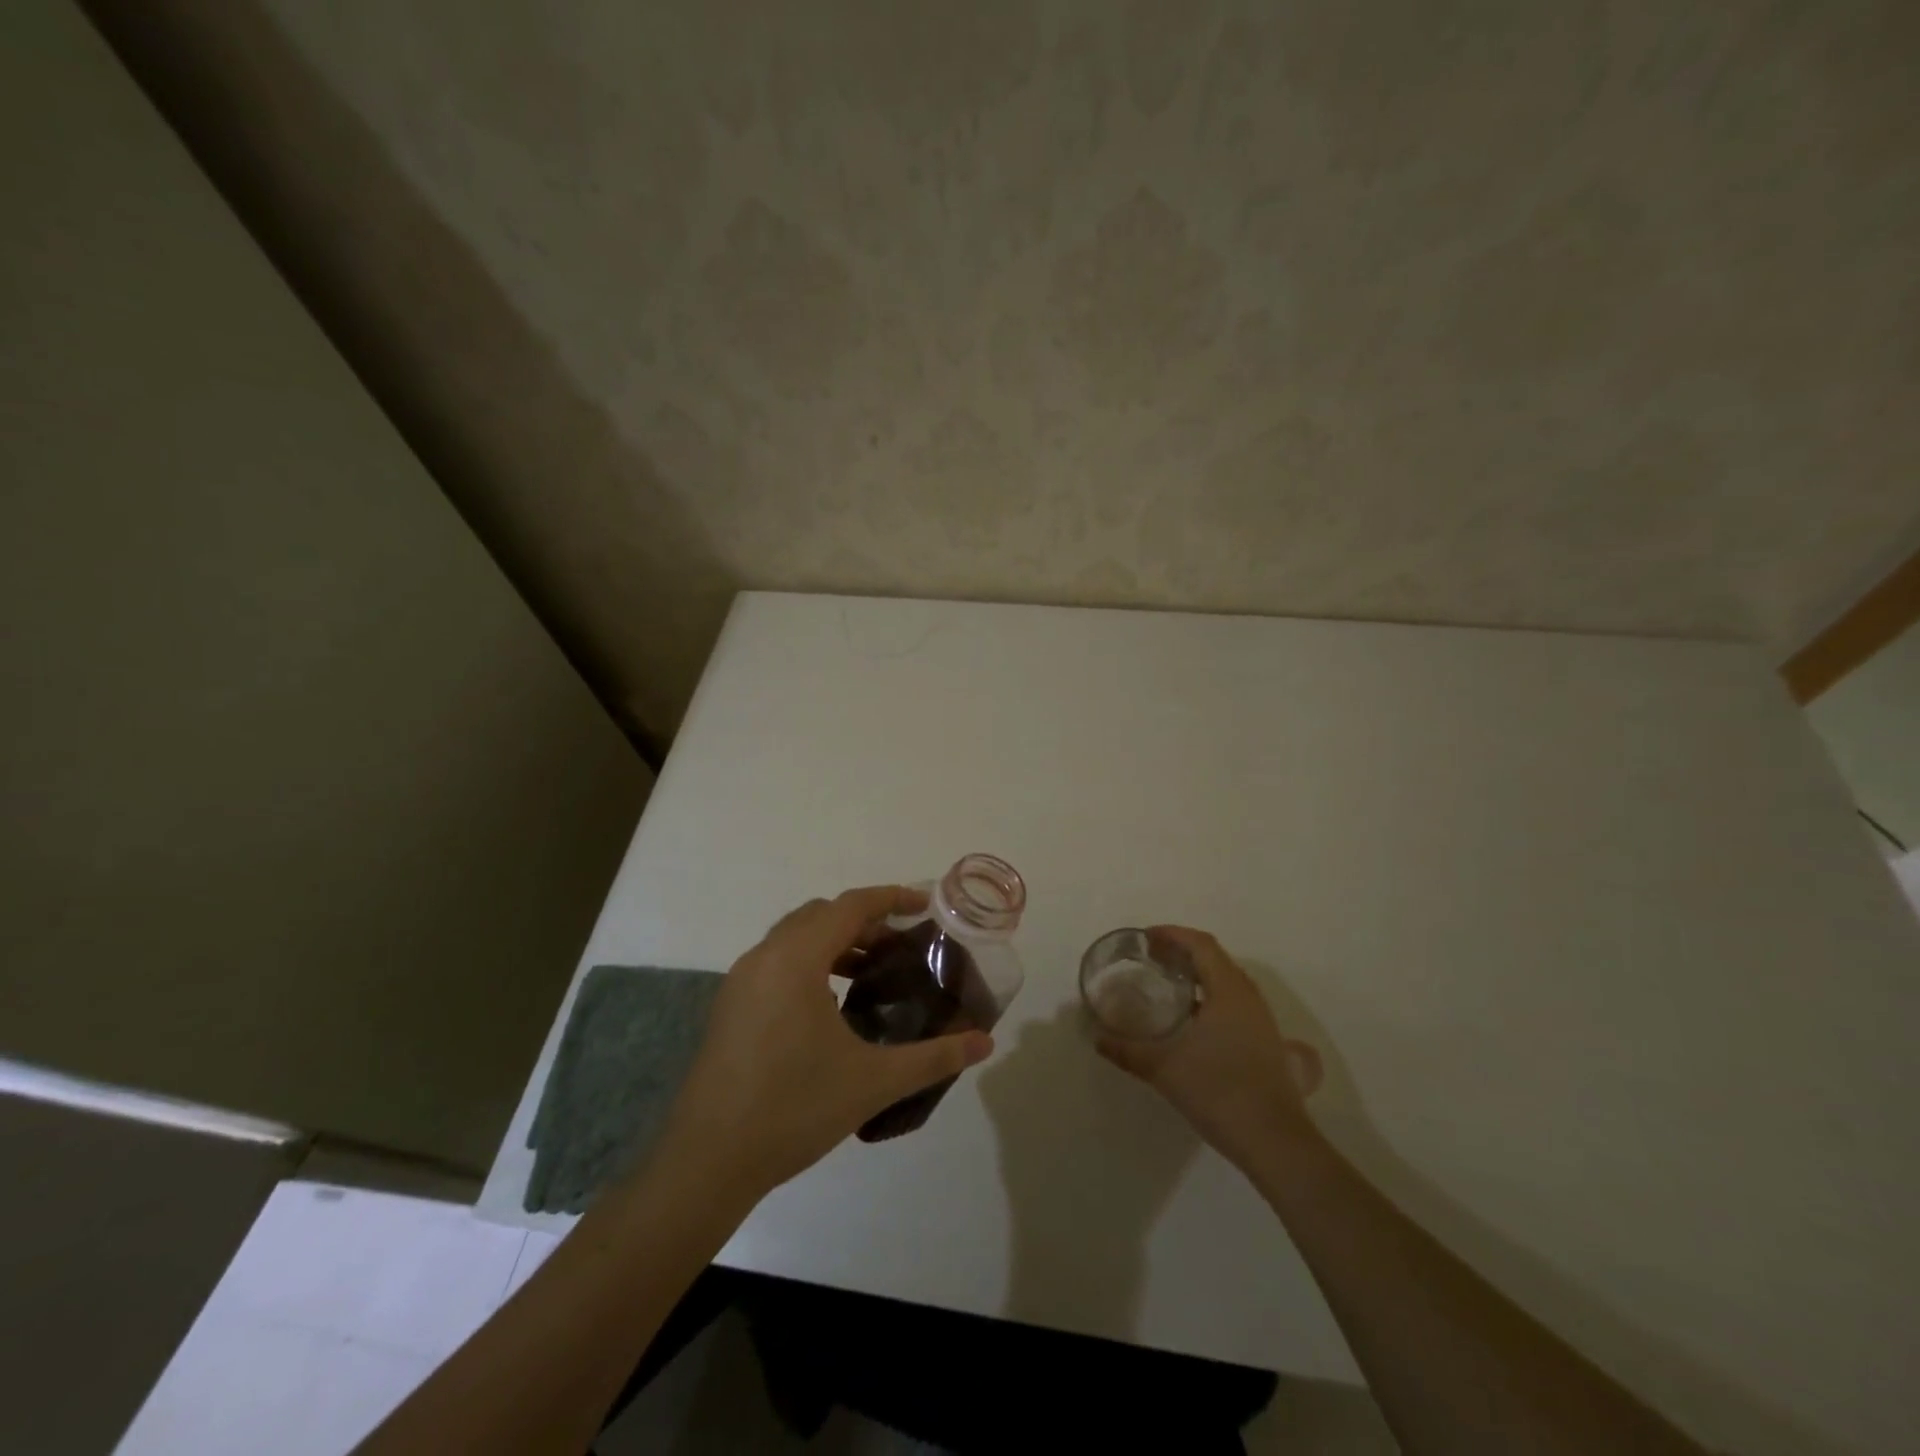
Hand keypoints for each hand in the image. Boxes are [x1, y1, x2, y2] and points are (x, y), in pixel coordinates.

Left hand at [650, 885, 993, 1203]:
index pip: (849, 906)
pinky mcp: (729, 1007)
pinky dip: (810, 963)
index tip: (924, 905)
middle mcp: (764, 957)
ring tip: (872, 972)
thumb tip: (985, 1043)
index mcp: (795, 959)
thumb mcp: (873, 1081)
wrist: (707, 1162)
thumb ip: (934, 1058)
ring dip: (835, 942)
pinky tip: (832, 1005)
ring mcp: (740, 981)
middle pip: (821, 915)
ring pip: (794, 937)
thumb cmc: (794, 1109)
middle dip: (864, 921)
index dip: (890, 898)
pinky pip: (777, 962)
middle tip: (902, 944)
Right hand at [1095, 926, 1322, 1171]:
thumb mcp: (1164, 1069)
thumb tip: (1097, 1039)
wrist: (1275, 1143)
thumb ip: (1127, 1051)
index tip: (1146, 938)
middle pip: (1215, 958)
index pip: (1201, 945)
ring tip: (1168, 982)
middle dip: (1182, 951)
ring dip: (1198, 973)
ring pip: (1227, 980)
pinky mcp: (1265, 1042)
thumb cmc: (1219, 1093)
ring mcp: (1261, 1020)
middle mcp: (1249, 997)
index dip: (1172, 934)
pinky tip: (1191, 1019)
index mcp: (1228, 991)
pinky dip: (1210, 995)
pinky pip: (1234, 1001)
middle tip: (1151, 958)